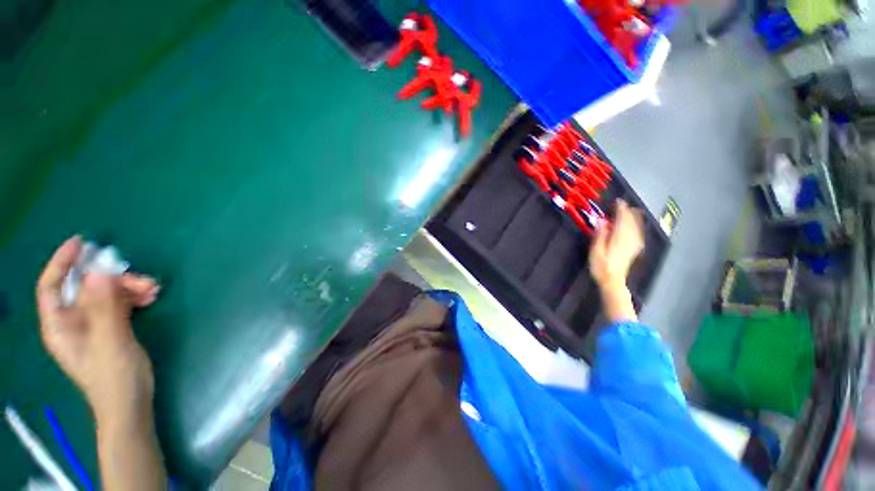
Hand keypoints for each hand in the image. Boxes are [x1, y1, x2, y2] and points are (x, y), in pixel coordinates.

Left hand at [36, 236, 159, 422]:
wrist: (131, 403)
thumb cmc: (114, 377)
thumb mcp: (110, 341)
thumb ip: (104, 307)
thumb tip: (99, 273)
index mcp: (61, 325)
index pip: (52, 286)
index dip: (63, 262)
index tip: (82, 243)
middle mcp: (73, 321)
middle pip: (86, 288)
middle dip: (113, 279)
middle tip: (142, 280)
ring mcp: (93, 325)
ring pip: (106, 294)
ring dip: (128, 287)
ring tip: (153, 289)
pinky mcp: (111, 329)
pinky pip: (119, 303)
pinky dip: (134, 296)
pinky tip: (151, 296)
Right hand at [589, 200, 644, 288]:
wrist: (612, 281)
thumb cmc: (601, 266)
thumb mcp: (596, 250)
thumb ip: (600, 234)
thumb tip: (602, 220)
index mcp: (619, 237)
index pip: (622, 218)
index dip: (621, 209)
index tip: (618, 201)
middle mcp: (629, 238)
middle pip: (631, 221)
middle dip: (628, 211)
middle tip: (622, 205)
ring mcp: (634, 244)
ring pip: (637, 226)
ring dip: (634, 217)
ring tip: (630, 211)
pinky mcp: (635, 249)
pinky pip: (638, 233)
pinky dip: (637, 226)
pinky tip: (636, 226)